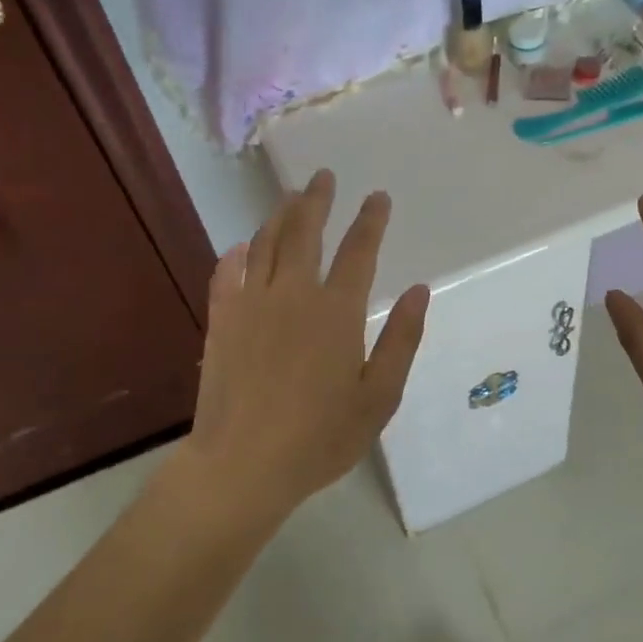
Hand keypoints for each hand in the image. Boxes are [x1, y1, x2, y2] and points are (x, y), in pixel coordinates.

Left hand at [189, 170, 429, 518]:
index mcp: (337, 311)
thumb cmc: (321, 436)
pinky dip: (237, 254)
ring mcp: (252, 304)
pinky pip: (227, 273)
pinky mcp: (221, 320)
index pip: (359, 250)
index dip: (371, 220)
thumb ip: (401, 340)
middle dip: (317, 200)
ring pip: (265, 243)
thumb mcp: (379, 397)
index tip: (378, 197)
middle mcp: (293, 294)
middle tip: (324, 177)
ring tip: (290, 197)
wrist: (243, 465)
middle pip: (305, 231)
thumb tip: (421, 291)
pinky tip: (242, 247)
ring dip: (280, 215)